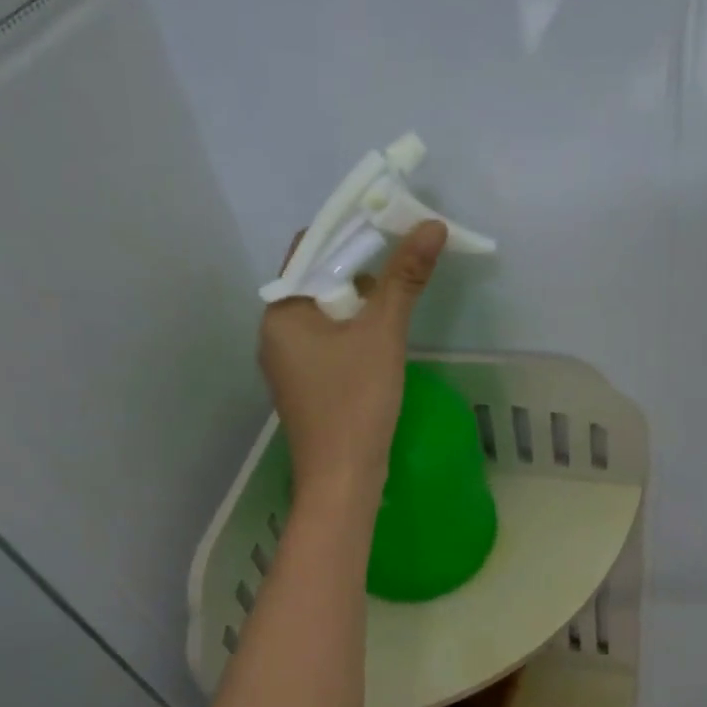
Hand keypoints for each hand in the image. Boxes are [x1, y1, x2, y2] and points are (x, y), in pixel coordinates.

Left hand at [259, 220, 447, 510]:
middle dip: (359, 271)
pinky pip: (328, 345)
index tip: (387, 225)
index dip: (348, 231)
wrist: (342, 480)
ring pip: (326, 316)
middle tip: (400, 266)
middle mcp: (275, 333)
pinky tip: (381, 343)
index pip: (309, 249)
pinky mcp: (306, 388)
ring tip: (396, 307)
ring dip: (359, 306)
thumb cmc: (356, 403)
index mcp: (281, 312)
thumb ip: (404, 279)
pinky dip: (353, 335)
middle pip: (318, 282)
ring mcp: (289, 364)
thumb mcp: (382, 334)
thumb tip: (431, 226)